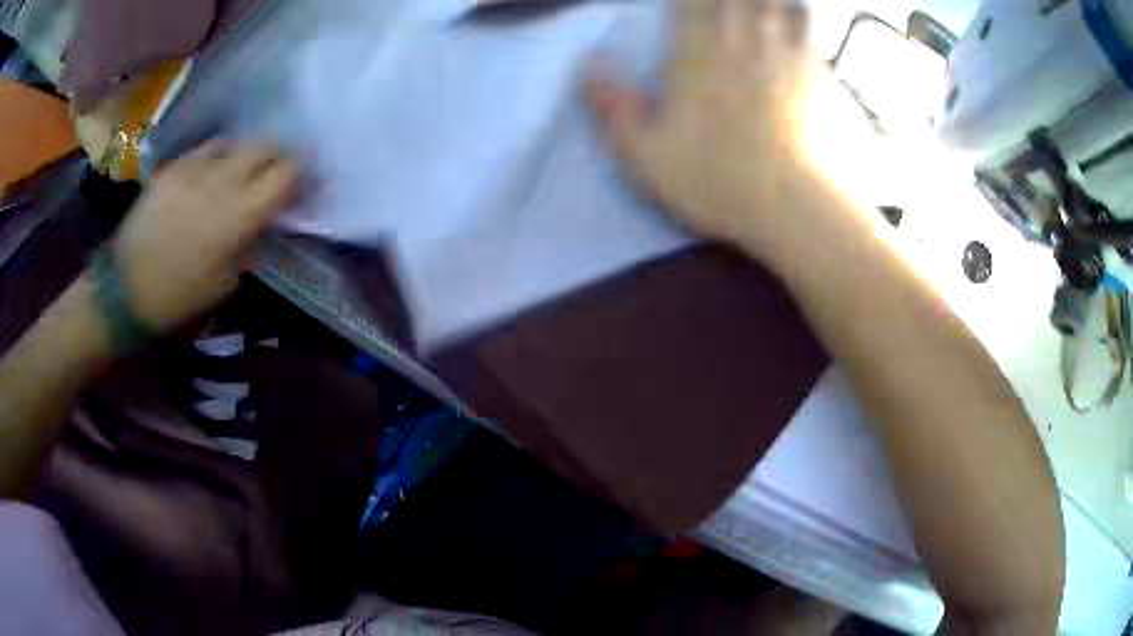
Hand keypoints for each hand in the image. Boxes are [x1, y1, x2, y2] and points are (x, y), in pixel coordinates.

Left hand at [111, 142, 298, 329]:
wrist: (125, 290)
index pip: (287, 173)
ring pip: (234, 143)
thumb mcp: (226, 282)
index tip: (306, 182)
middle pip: (264, 145)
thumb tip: (263, 224)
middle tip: (276, 172)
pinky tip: (208, 175)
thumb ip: (250, 245)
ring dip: (244, 155)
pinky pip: (203, 151)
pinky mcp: (172, 169)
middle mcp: (222, 180)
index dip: (303, 173)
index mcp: (240, 213)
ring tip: (239, 172)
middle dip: (278, 155)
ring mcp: (194, 169)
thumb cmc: (179, 297)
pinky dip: (214, 158)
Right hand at [587, 0, 819, 265]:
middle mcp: (743, 39)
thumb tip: (592, 63)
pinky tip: (795, 24)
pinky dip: (801, 17)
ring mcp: (787, 53)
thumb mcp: (646, 157)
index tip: (684, 4)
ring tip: (758, 8)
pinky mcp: (820, 73)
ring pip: (780, 1)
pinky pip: (811, 27)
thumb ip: (614, 107)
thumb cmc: (719, 182)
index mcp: (697, 52)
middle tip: (721, 7)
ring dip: (768, 0)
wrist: (797, 208)